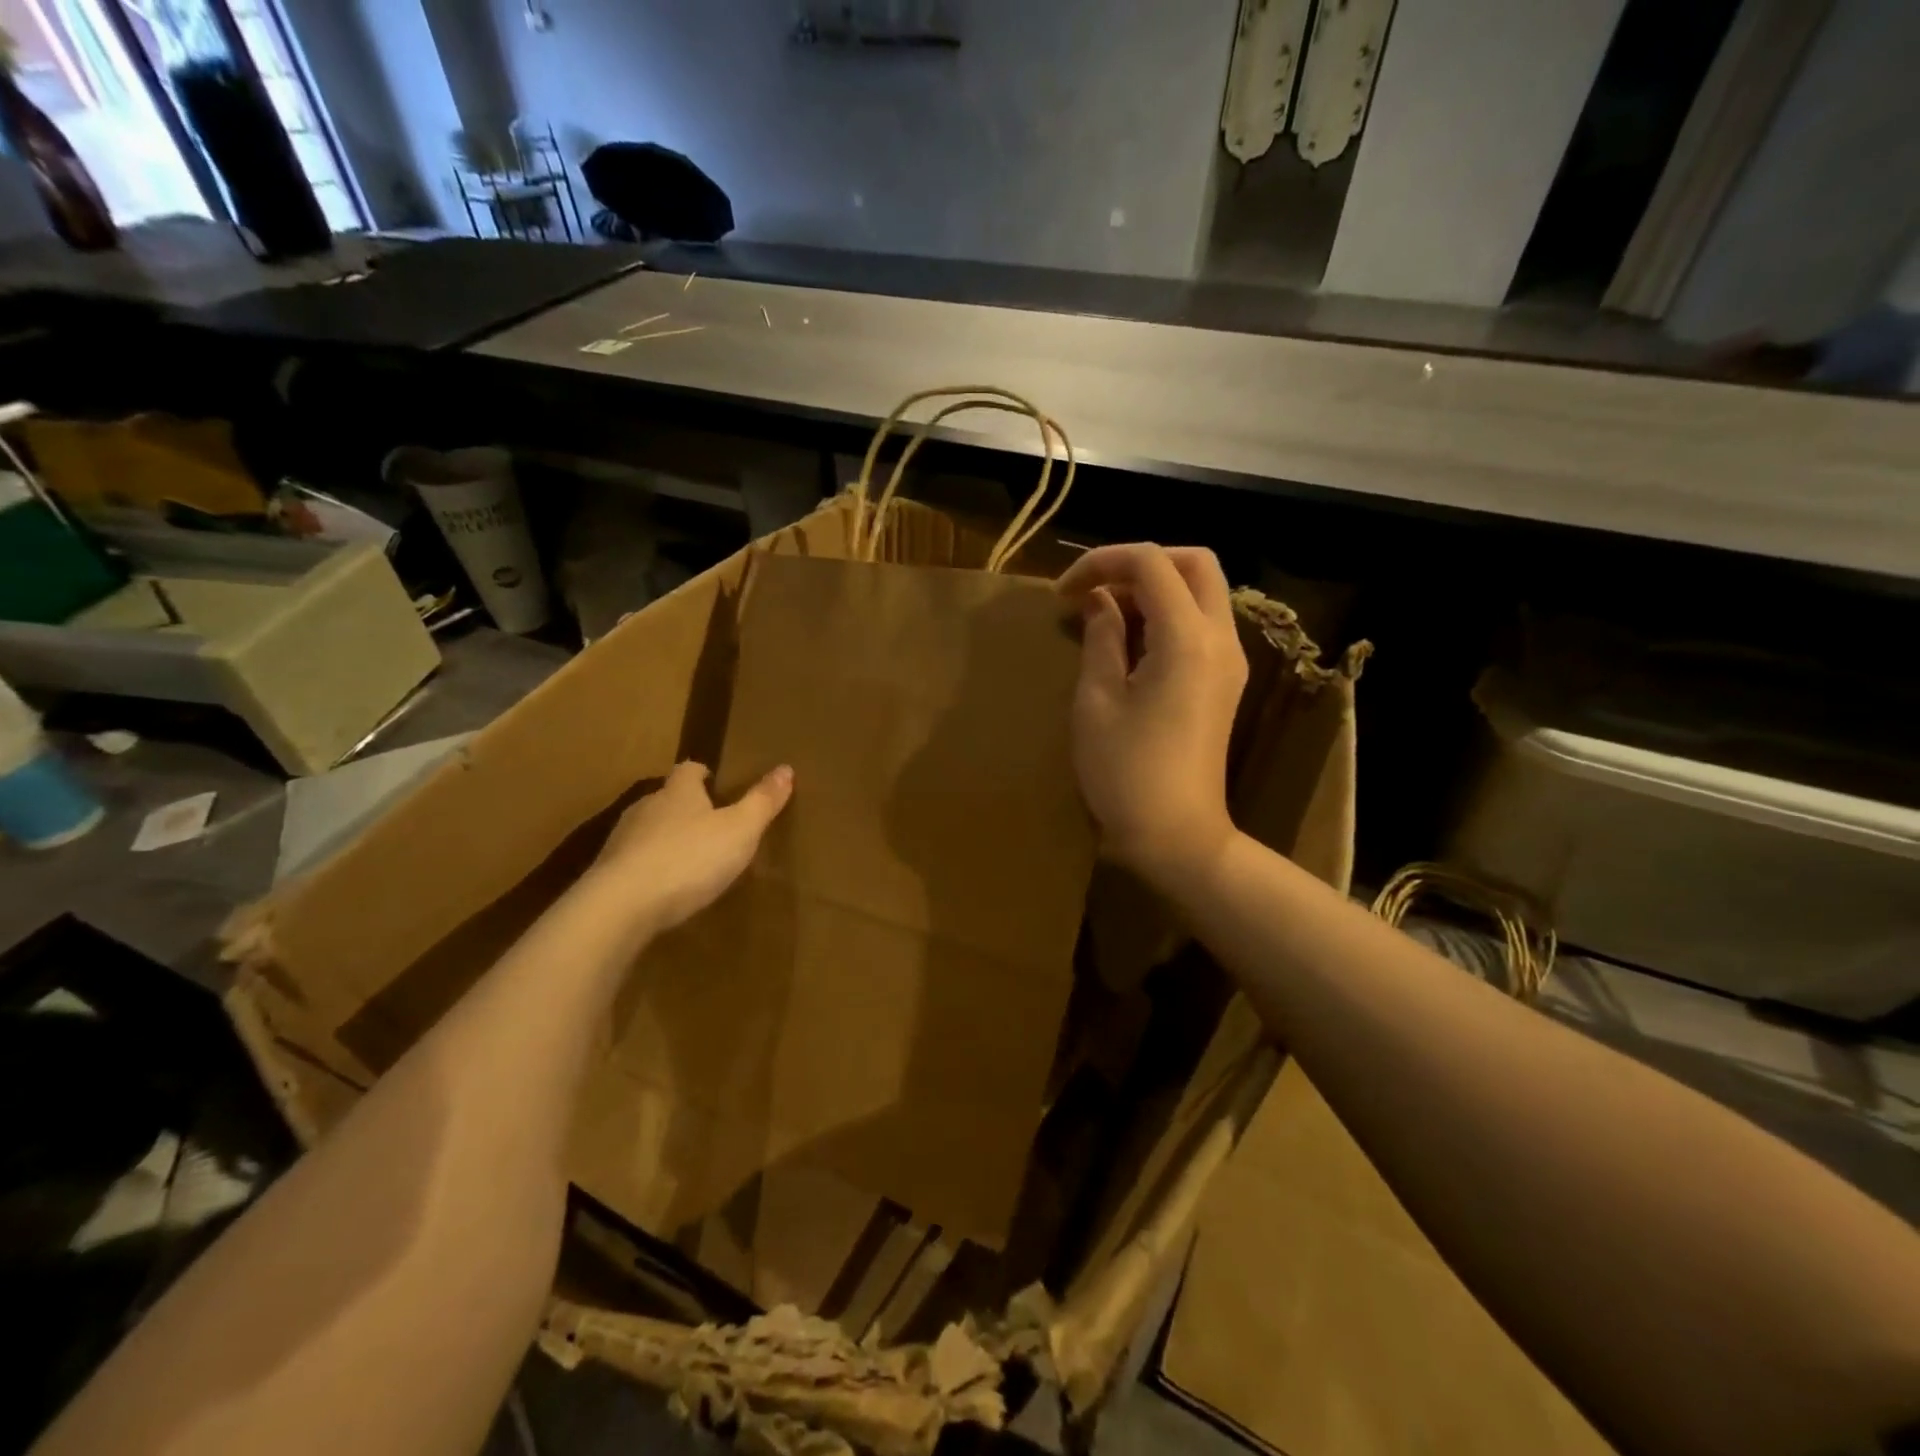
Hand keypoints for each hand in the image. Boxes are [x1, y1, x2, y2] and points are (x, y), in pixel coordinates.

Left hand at [585, 761, 792, 935]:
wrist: (622, 906)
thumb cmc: (690, 859)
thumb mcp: (740, 830)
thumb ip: (762, 802)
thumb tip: (786, 768)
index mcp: (679, 792)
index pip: (689, 770)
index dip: (703, 774)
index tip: (716, 783)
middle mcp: (647, 807)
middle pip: (667, 798)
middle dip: (686, 807)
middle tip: (710, 824)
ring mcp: (622, 839)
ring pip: (648, 829)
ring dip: (666, 838)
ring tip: (689, 857)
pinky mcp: (608, 871)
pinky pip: (634, 860)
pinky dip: (650, 866)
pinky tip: (663, 886)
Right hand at [1057, 544, 1246, 892]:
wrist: (1177, 835)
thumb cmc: (1126, 772)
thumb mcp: (1097, 700)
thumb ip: (1101, 637)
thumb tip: (1100, 600)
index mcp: (1187, 639)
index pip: (1152, 562)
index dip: (1102, 562)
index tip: (1064, 592)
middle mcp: (1220, 638)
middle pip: (1194, 563)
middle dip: (1140, 563)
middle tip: (1094, 590)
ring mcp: (1229, 660)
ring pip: (1201, 591)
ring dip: (1154, 588)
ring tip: (1104, 615)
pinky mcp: (1225, 681)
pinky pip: (1201, 623)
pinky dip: (1167, 614)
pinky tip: (1129, 641)